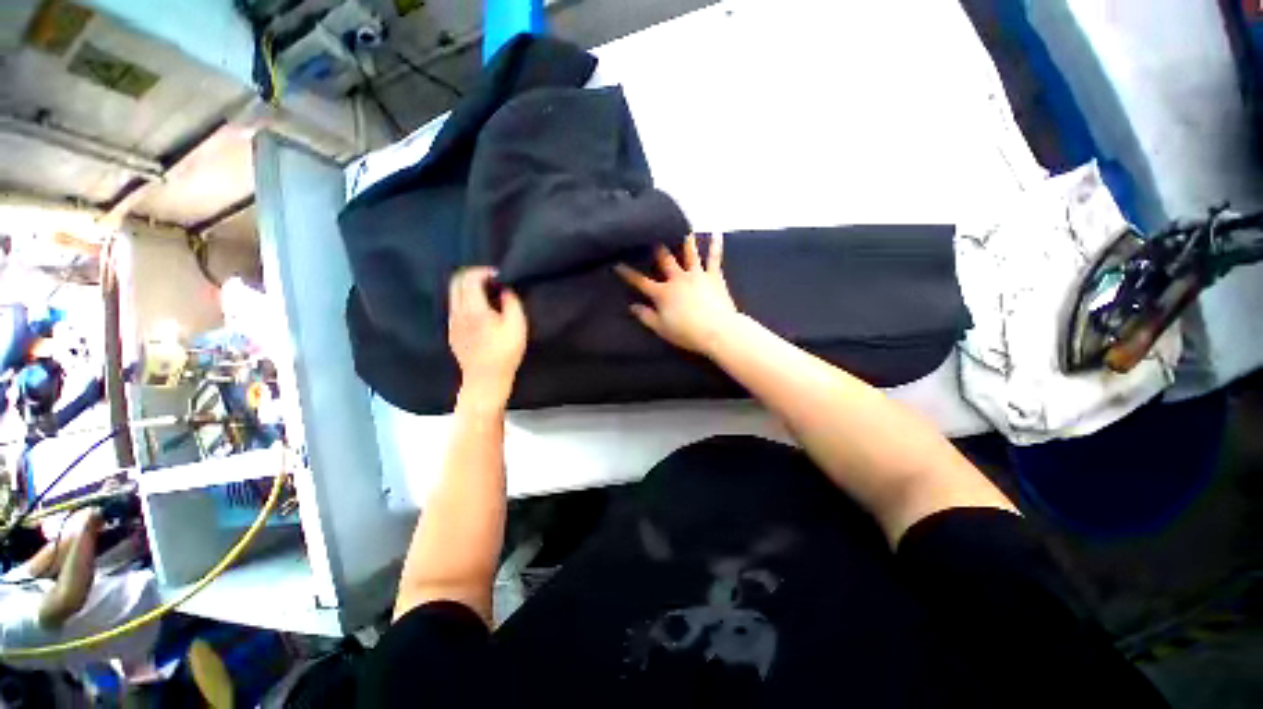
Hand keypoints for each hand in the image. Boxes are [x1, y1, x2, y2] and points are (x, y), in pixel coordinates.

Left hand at [448, 267, 527, 407]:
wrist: (485, 379)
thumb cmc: (505, 353)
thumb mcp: (517, 326)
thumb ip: (512, 303)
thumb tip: (505, 290)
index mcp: (473, 309)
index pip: (469, 278)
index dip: (484, 271)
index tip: (500, 276)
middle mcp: (457, 312)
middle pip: (455, 281)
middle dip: (473, 275)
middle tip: (492, 281)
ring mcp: (452, 322)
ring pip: (453, 294)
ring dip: (469, 288)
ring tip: (489, 295)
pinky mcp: (452, 332)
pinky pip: (455, 307)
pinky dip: (466, 300)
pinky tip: (482, 312)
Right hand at [615, 234, 739, 356]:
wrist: (717, 331)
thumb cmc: (687, 332)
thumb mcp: (661, 328)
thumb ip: (645, 316)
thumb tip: (631, 306)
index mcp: (663, 292)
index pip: (640, 281)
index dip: (628, 273)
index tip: (617, 263)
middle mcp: (678, 278)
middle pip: (664, 259)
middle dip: (656, 247)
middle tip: (651, 233)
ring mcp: (696, 274)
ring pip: (689, 253)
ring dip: (684, 239)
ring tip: (681, 225)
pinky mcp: (714, 276)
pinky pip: (714, 258)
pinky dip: (715, 245)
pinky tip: (717, 233)